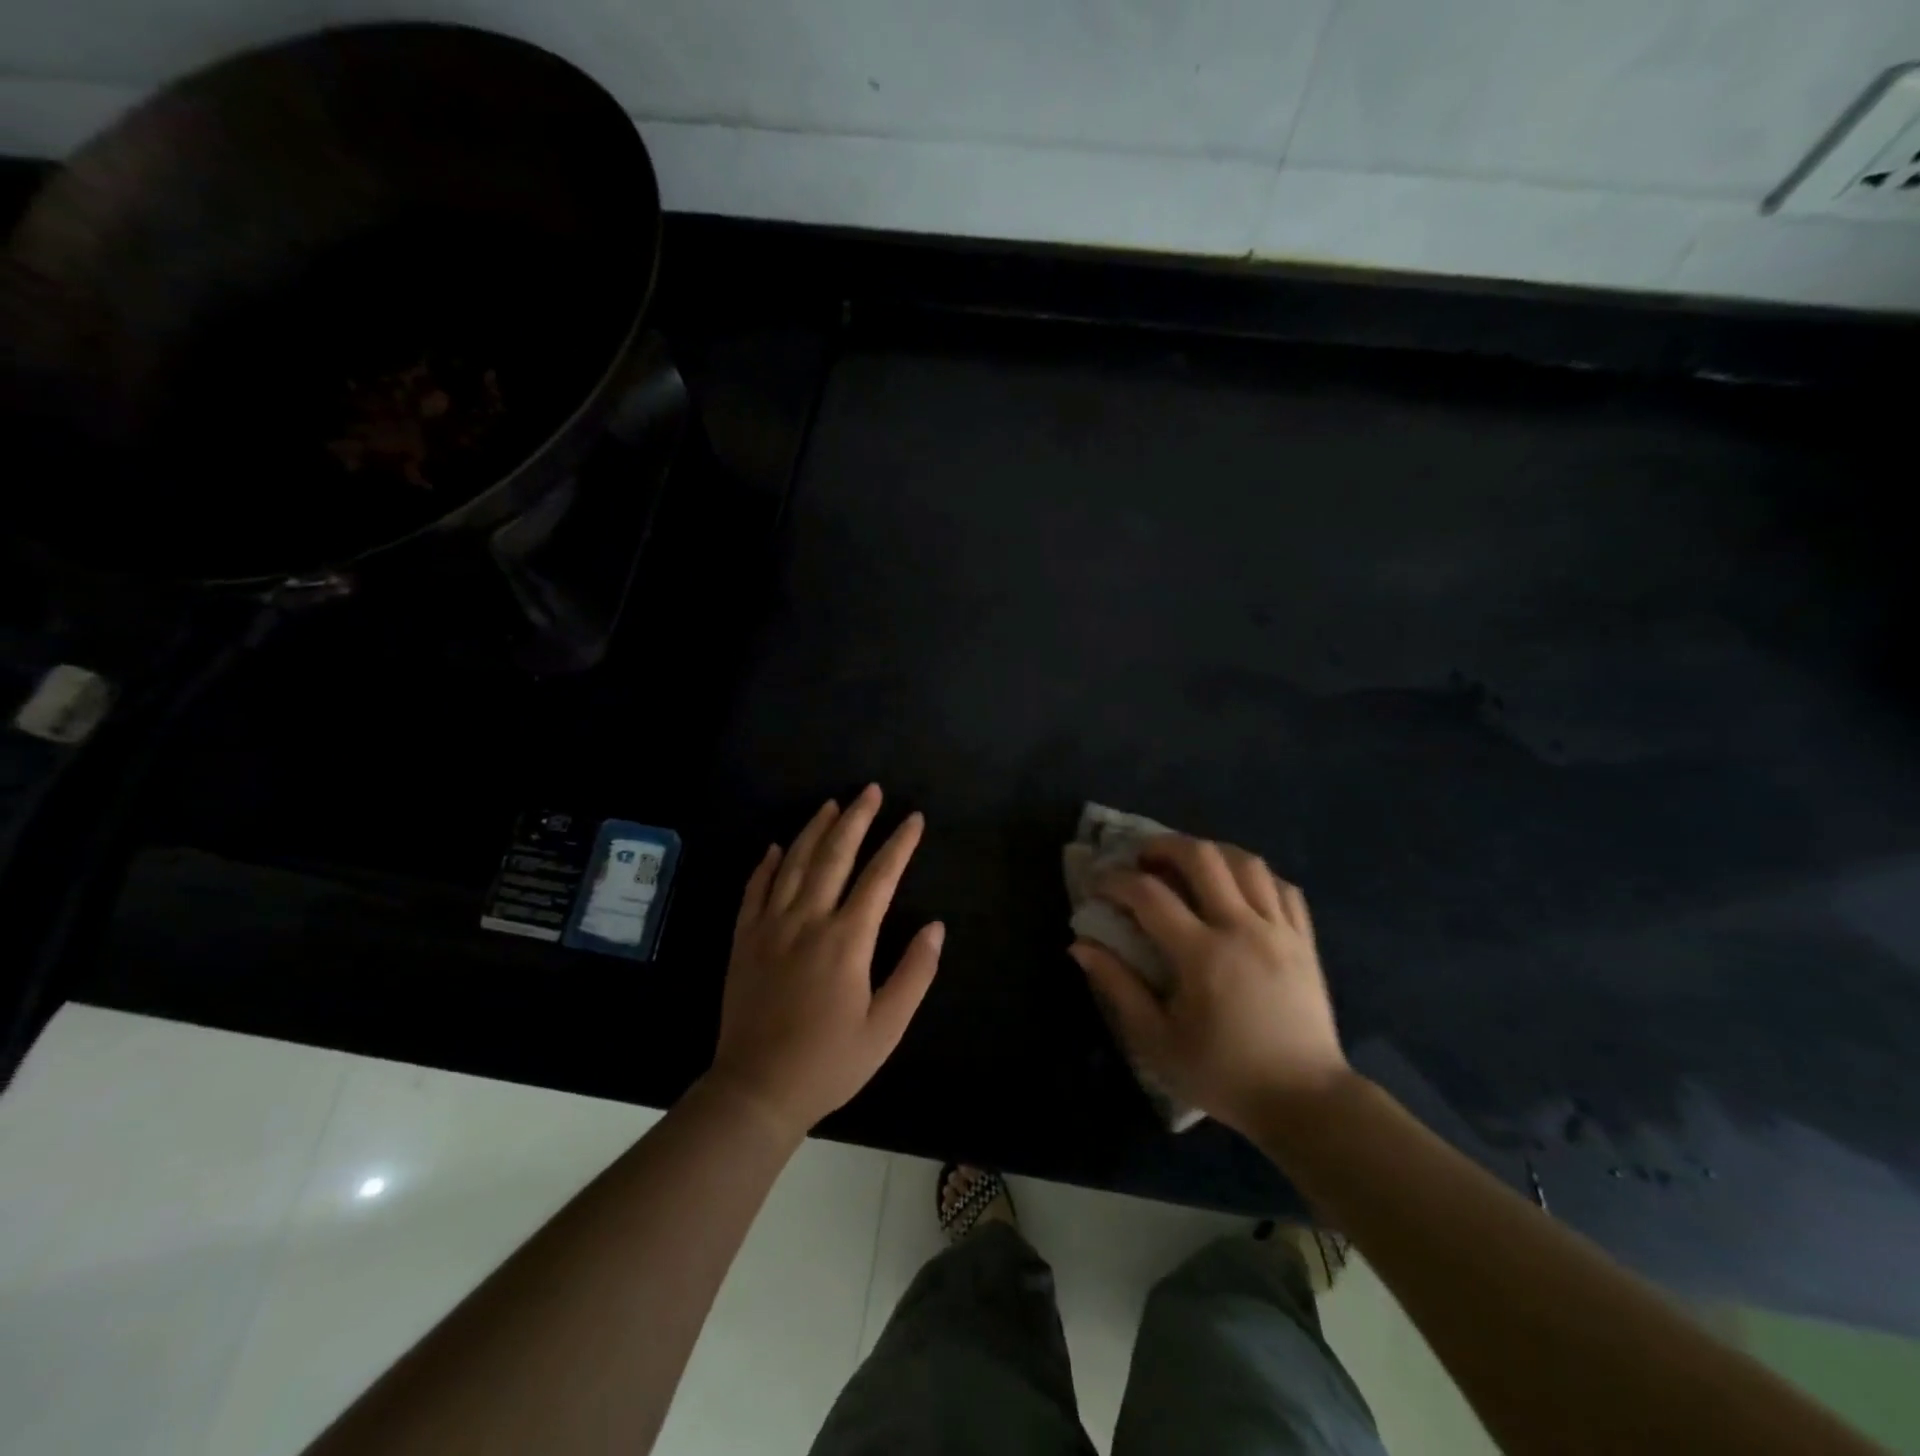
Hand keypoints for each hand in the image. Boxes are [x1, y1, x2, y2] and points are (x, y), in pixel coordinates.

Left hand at [708, 785, 943, 1140]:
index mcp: (847, 940)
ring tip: (832, 804)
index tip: (915, 819)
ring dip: (815, 829)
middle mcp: (808, 921)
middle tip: (871, 790)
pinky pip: (755, 890)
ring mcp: (770, 926)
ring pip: (794, 863)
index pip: (880, 877)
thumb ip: (914, 974)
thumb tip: (937, 927)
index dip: (900, 844)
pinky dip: (767, 864)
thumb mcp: (886, 1028)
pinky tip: (777, 846)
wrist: (756, 1090)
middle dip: (857, 819)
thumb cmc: (829, 1062)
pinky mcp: (743, 939)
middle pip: (835, 855)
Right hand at [1070, 835, 1349, 1134]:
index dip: (1116, 881)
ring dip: (1210, 852)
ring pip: (1246, 862)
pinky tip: (1238, 887)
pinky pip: (1283, 886)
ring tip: (1188, 865)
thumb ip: (1118, 987)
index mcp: (1202, 955)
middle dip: (1164, 846)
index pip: (1149, 895)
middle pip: (1202, 857)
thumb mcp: (1157, 1042)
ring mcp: (1280, 931)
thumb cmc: (1223, 1075)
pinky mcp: (1305, 941)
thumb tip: (1081, 945)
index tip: (1098, 885)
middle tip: (1143, 859)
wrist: (1305, 1102)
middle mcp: (1242, 929)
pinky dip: (1255, 876)